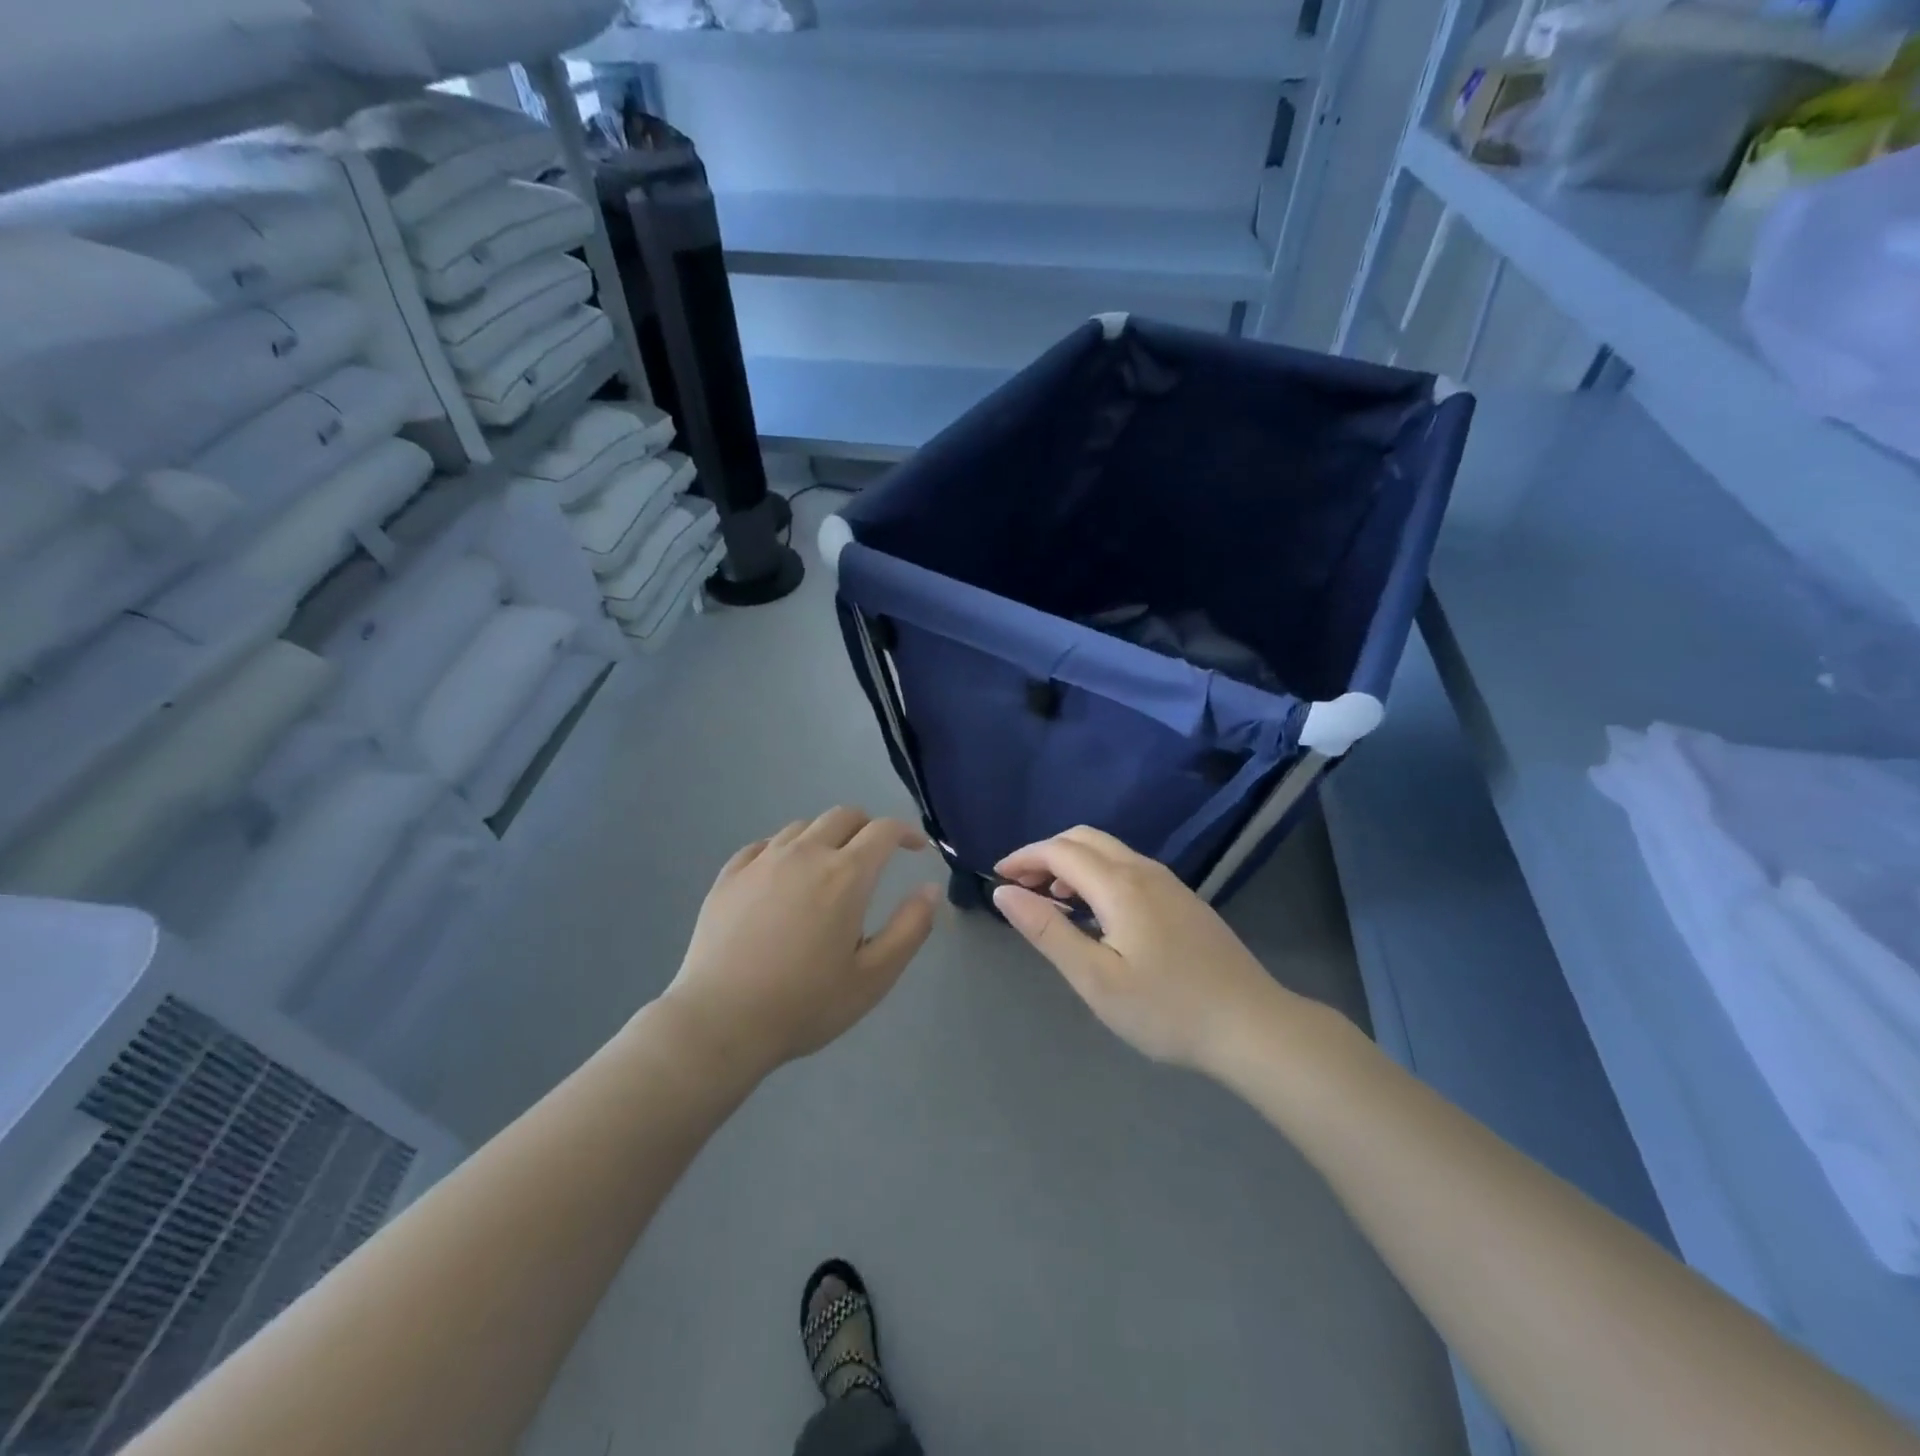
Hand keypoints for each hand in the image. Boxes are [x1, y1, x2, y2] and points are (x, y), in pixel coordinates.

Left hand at [662, 807, 938, 1076]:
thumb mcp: (874, 977)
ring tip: (829, 867)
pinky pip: (764, 844)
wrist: (720, 1022)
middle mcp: (805, 854)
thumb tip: (930, 888)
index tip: (917, 848)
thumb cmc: (805, 1004)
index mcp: (846, 875)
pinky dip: (785, 849)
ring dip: (826, 836)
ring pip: (803, 826)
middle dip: (868, 827)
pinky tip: (782, 875)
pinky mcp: (729, 875)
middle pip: (843, 816)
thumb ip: (910, 928)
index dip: (907, 832)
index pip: (884, 831)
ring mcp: (762, 861)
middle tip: (875, 855)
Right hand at [992, 827, 1297, 1073]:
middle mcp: (1144, 870)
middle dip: (1045, 854)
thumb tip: (1004, 893)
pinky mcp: (1183, 899)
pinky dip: (1096, 874)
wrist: (1252, 1025)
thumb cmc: (1166, 1009)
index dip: (1023, 858)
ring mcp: (1168, 882)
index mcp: (1120, 885)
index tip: (997, 877)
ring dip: (1072, 863)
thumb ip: (1047, 931)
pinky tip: (1094, 912)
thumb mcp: (1095, 979)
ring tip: (1051, 900)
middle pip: (1084, 839)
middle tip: (1020, 887)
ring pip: (1108, 851)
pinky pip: (1127, 867)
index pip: (1059, 851)